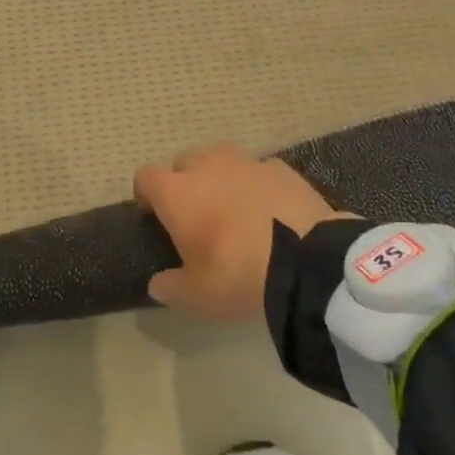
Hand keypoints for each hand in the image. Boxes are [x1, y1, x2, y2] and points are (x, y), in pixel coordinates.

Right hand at [133, 143, 349, 322]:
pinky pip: (257, 169)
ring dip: (218, 175)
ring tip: (230, 205)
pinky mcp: (280, 168)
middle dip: (184, 181)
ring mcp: (246, 162)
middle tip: (195, 214)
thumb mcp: (198, 297)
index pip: (146, 176)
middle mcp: (206, 167)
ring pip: (220, 157)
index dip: (146, 194)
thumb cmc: (239, 275)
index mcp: (177, 193)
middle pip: (183, 161)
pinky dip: (255, 183)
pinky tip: (267, 208)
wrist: (308, 262)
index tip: (153, 216)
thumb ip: (171, 287)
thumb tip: (158, 283)